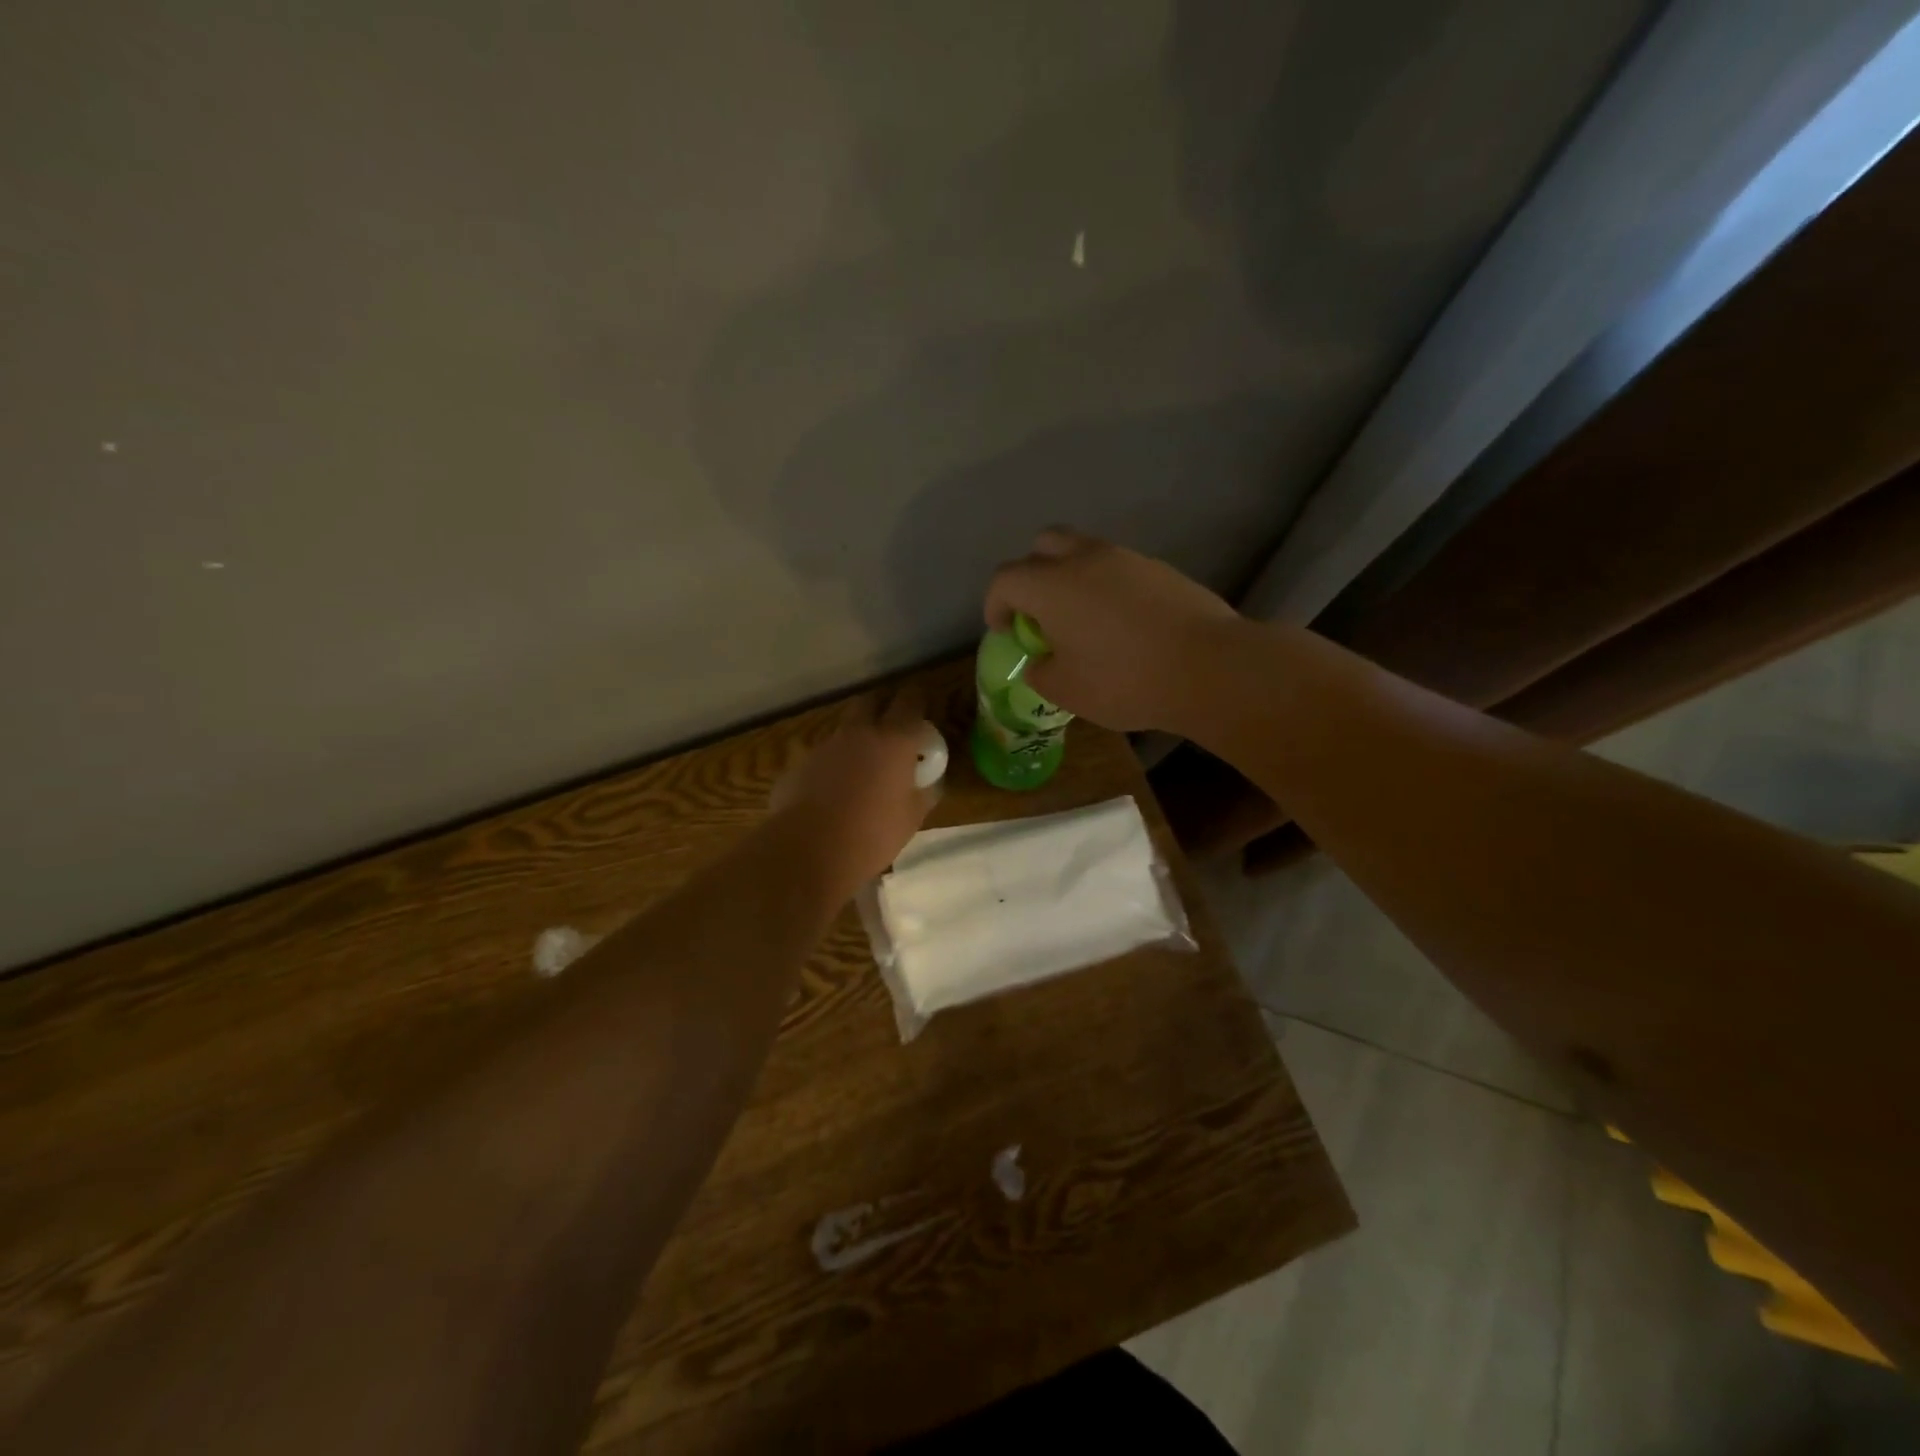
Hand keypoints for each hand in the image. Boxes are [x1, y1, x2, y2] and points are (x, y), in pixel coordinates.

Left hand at [770, 691, 938, 893]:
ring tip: (862, 768)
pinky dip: (832, 766)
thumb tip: (929, 783)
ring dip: (856, 739)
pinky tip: (833, 793)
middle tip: (892, 727)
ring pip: (844, 730)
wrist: (809, 851)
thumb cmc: (872, 834)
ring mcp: (825, 746)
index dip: (917, 698)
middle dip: (882, 707)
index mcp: (894, 740)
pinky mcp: (800, 765)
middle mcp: (859, 733)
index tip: (922, 705)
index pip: (910, 700)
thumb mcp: (912, 818)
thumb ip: (924, 792)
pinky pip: (823, 756)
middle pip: (870, 701)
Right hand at [984, 528, 1242, 731]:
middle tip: (1038, 612)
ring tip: (1082, 620)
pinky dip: (1107, 587)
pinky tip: (1122, 625)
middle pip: (1044, 545)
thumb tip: (1041, 662)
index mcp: (1052, 585)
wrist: (1209, 668)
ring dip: (1072, 578)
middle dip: (1031, 574)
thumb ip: (1041, 672)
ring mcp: (1128, 559)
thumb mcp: (1067, 691)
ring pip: (1085, 552)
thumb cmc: (1125, 680)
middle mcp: (1085, 559)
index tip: (1004, 630)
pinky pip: (1119, 569)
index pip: (1005, 579)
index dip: (995, 604)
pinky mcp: (1161, 570)